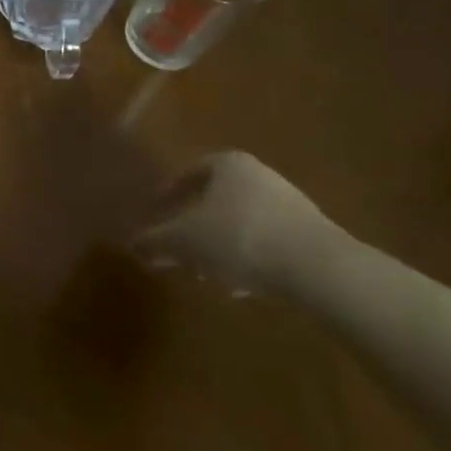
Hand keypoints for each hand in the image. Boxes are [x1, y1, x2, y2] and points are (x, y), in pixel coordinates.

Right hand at [129, 151, 344, 294]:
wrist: (319, 267)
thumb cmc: (239, 238)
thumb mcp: (185, 241)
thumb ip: (155, 241)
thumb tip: (131, 243)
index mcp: (227, 164)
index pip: (189, 172)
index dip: (168, 193)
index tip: (157, 214)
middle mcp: (259, 175)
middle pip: (216, 198)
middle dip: (195, 225)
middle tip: (179, 249)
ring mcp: (289, 203)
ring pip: (241, 222)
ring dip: (221, 246)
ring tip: (208, 274)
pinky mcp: (311, 234)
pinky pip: (267, 242)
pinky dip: (249, 259)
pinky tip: (242, 285)